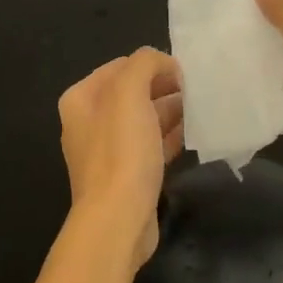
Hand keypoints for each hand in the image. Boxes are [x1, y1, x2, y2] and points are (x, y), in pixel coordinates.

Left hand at [58, 48, 183, 268]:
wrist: (118, 219)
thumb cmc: (121, 151)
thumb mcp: (130, 92)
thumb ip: (145, 64)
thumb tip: (164, 63)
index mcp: (81, 99)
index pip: (121, 66)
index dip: (152, 65)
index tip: (184, 71)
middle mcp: (89, 122)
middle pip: (132, 93)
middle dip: (164, 87)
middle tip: (197, 89)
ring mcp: (107, 151)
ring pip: (144, 119)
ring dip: (170, 111)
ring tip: (201, 108)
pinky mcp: (126, 175)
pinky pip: (151, 145)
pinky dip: (171, 136)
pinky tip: (194, 133)